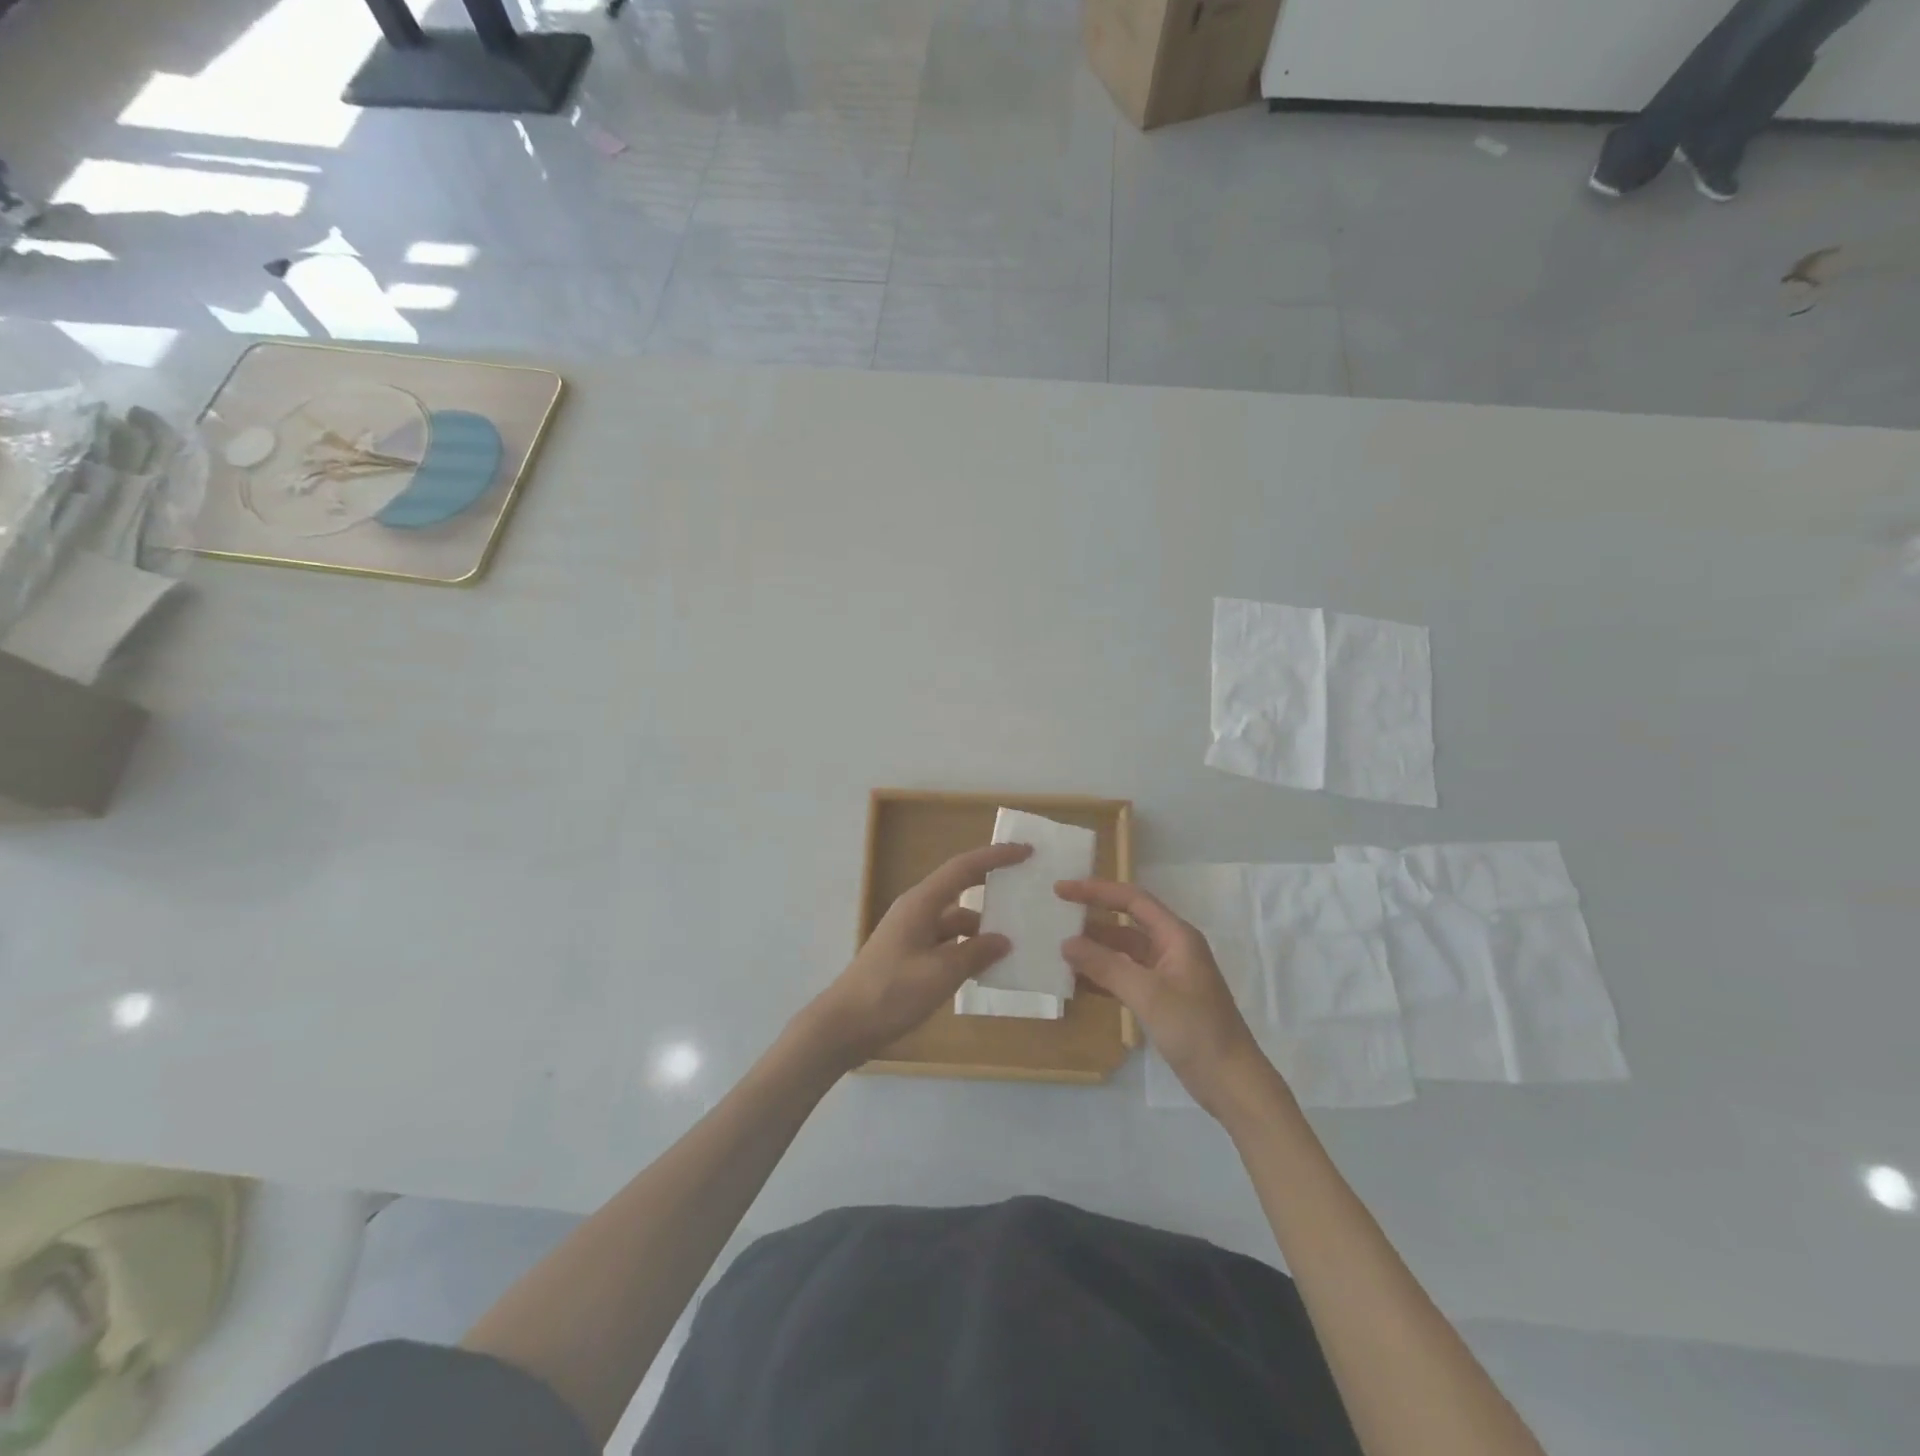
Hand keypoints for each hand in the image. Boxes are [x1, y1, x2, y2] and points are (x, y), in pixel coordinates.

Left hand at [800, 843, 1030, 1069]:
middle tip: (1026, 889)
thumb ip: (975, 954)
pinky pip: (946, 943)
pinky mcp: (909, 957)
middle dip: (992, 886)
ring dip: (982, 927)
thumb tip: (1003, 940)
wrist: (844, 1026)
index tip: (1025, 852)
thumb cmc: (891, 992)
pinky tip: (987, 967)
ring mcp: (911, 934)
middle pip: (960, 888)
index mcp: (921, 903)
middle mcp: (916, 911)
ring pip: (955, 921)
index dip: (995, 857)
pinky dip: (967, 950)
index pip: (964, 868)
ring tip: (1016, 939)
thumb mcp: (940, 974)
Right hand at [1056, 879, 1280, 1118]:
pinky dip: (1104, 976)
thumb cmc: (1195, 1029)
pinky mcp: (1163, 1000)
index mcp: (1176, 936)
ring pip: (1125, 952)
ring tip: (1060, 950)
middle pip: (1127, 922)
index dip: (1096, 891)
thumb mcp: (1147, 994)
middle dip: (1093, 919)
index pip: (1131, 899)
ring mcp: (1168, 976)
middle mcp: (1172, 949)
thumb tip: (1066, 942)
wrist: (1232, 1082)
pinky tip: (1079, 983)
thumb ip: (1106, 965)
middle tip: (1056, 918)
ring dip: (1096, 950)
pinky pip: (1127, 977)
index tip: (1061, 889)